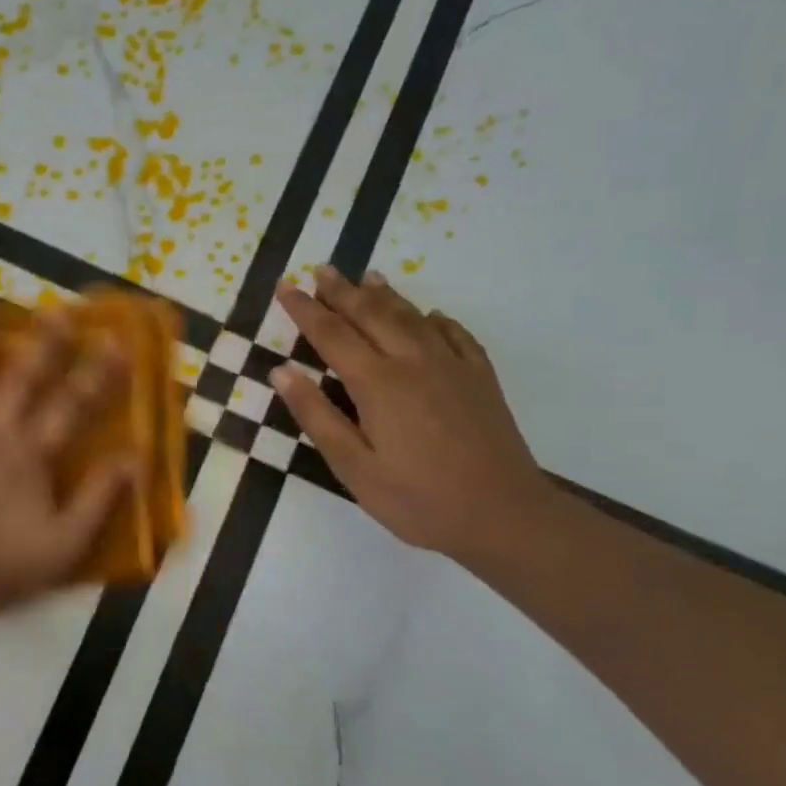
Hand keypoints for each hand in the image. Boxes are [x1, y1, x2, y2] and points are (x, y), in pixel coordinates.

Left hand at [0, 303, 137, 615]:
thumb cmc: (4, 566)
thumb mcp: (67, 541)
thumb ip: (99, 497)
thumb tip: (133, 457)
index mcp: (30, 453)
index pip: (71, 405)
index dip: (96, 373)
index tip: (114, 341)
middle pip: (21, 378)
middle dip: (43, 343)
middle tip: (55, 310)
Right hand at [272, 268, 552, 559]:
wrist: (504, 515)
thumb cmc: (417, 499)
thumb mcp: (353, 467)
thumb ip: (316, 415)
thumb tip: (281, 371)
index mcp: (377, 383)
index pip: (331, 334)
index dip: (305, 309)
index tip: (285, 287)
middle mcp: (413, 362)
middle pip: (372, 314)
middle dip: (342, 291)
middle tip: (320, 269)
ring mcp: (452, 366)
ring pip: (412, 317)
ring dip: (385, 294)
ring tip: (367, 276)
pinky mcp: (480, 379)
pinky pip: (456, 335)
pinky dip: (436, 319)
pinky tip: (430, 315)